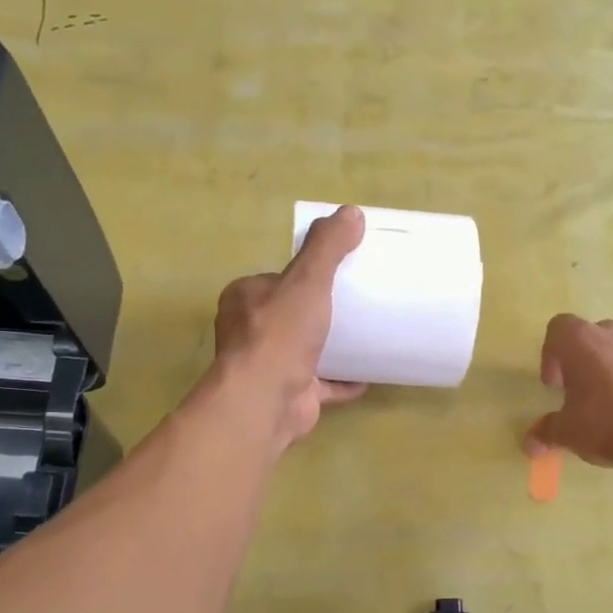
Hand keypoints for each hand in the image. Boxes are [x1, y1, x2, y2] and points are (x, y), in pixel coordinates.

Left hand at [213, 205, 366, 446]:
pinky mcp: (289, 395)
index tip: (336, 273)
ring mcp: (269, 367)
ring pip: (304, 350)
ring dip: (330, 346)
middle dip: (319, 311)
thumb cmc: (280, 334)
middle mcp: (249, 332)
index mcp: (245, 299)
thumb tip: (352, 213)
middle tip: (356, 303)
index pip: (276, 279)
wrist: (266, 400)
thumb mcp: (307, 280)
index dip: (303, 275)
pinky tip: (368, 376)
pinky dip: (342, 380)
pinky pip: (321, 384)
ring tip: (366, 335)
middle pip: (291, 314)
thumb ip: (327, 247)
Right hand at [523, 314, 612, 470]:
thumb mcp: (567, 433)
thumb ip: (547, 432)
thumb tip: (530, 444)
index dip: (551, 353)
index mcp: (582, 341)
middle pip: (594, 336)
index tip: (554, 384)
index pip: (559, 328)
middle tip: (582, 390)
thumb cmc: (606, 424)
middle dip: (585, 359)